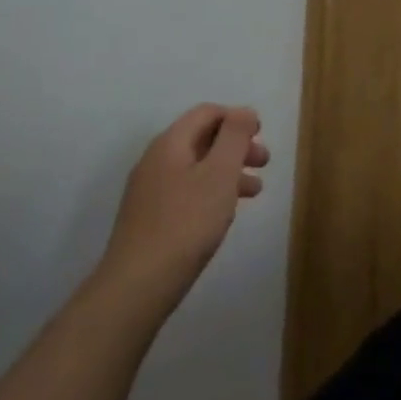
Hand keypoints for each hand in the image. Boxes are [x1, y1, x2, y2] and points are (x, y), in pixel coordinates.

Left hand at [101, 104, 268, 300]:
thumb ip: (235, 136)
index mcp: (170, 143)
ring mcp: (150, 191)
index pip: (207, 112)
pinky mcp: (150, 219)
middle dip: (236, 146)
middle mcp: (156, 160)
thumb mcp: (220, 173)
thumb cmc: (186, 223)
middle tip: (263, 162)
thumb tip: (243, 111)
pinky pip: (187, 191)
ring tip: (254, 191)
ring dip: (228, 171)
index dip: (237, 117)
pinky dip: (211, 192)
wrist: (136, 287)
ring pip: (197, 167)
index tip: (261, 134)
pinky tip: (225, 214)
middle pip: (202, 138)